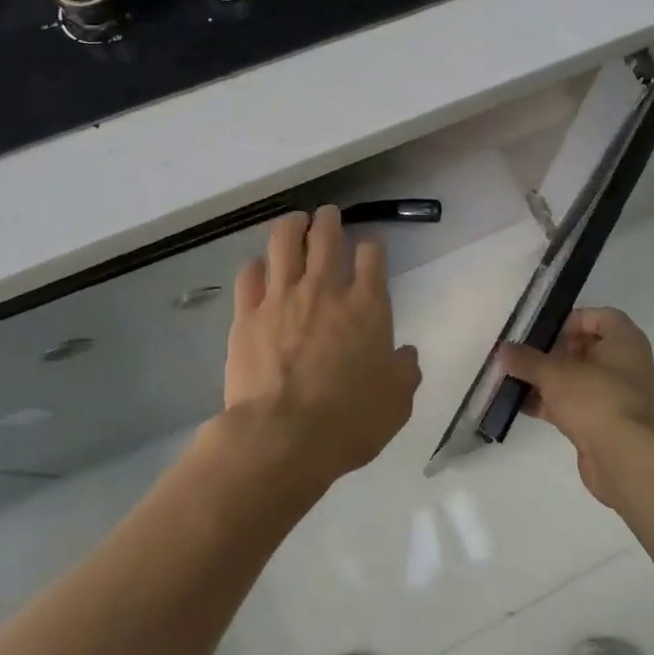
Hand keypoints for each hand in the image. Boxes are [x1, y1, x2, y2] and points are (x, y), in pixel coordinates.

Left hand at [224, 206, 421, 484]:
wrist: (282, 438)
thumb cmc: (348, 421)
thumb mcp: (396, 402)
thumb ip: (404, 371)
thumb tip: (405, 355)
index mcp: (367, 305)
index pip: (372, 256)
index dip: (372, 246)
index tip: (369, 247)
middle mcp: (325, 290)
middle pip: (326, 236)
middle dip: (329, 221)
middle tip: (328, 216)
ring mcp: (282, 298)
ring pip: (284, 242)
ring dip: (292, 226)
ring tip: (295, 221)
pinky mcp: (248, 314)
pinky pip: (249, 275)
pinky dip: (257, 265)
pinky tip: (260, 266)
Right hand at [498, 307, 653, 506]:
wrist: (626, 460)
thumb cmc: (596, 399)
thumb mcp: (554, 373)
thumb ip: (527, 360)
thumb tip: (503, 349)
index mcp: (626, 342)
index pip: (601, 316)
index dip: (572, 320)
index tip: (546, 333)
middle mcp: (628, 365)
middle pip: (588, 349)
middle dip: (554, 353)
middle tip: (527, 357)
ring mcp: (620, 398)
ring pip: (580, 380)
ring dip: (551, 381)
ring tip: (518, 381)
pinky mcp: (609, 426)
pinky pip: (579, 406)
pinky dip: (555, 405)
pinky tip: (525, 407)